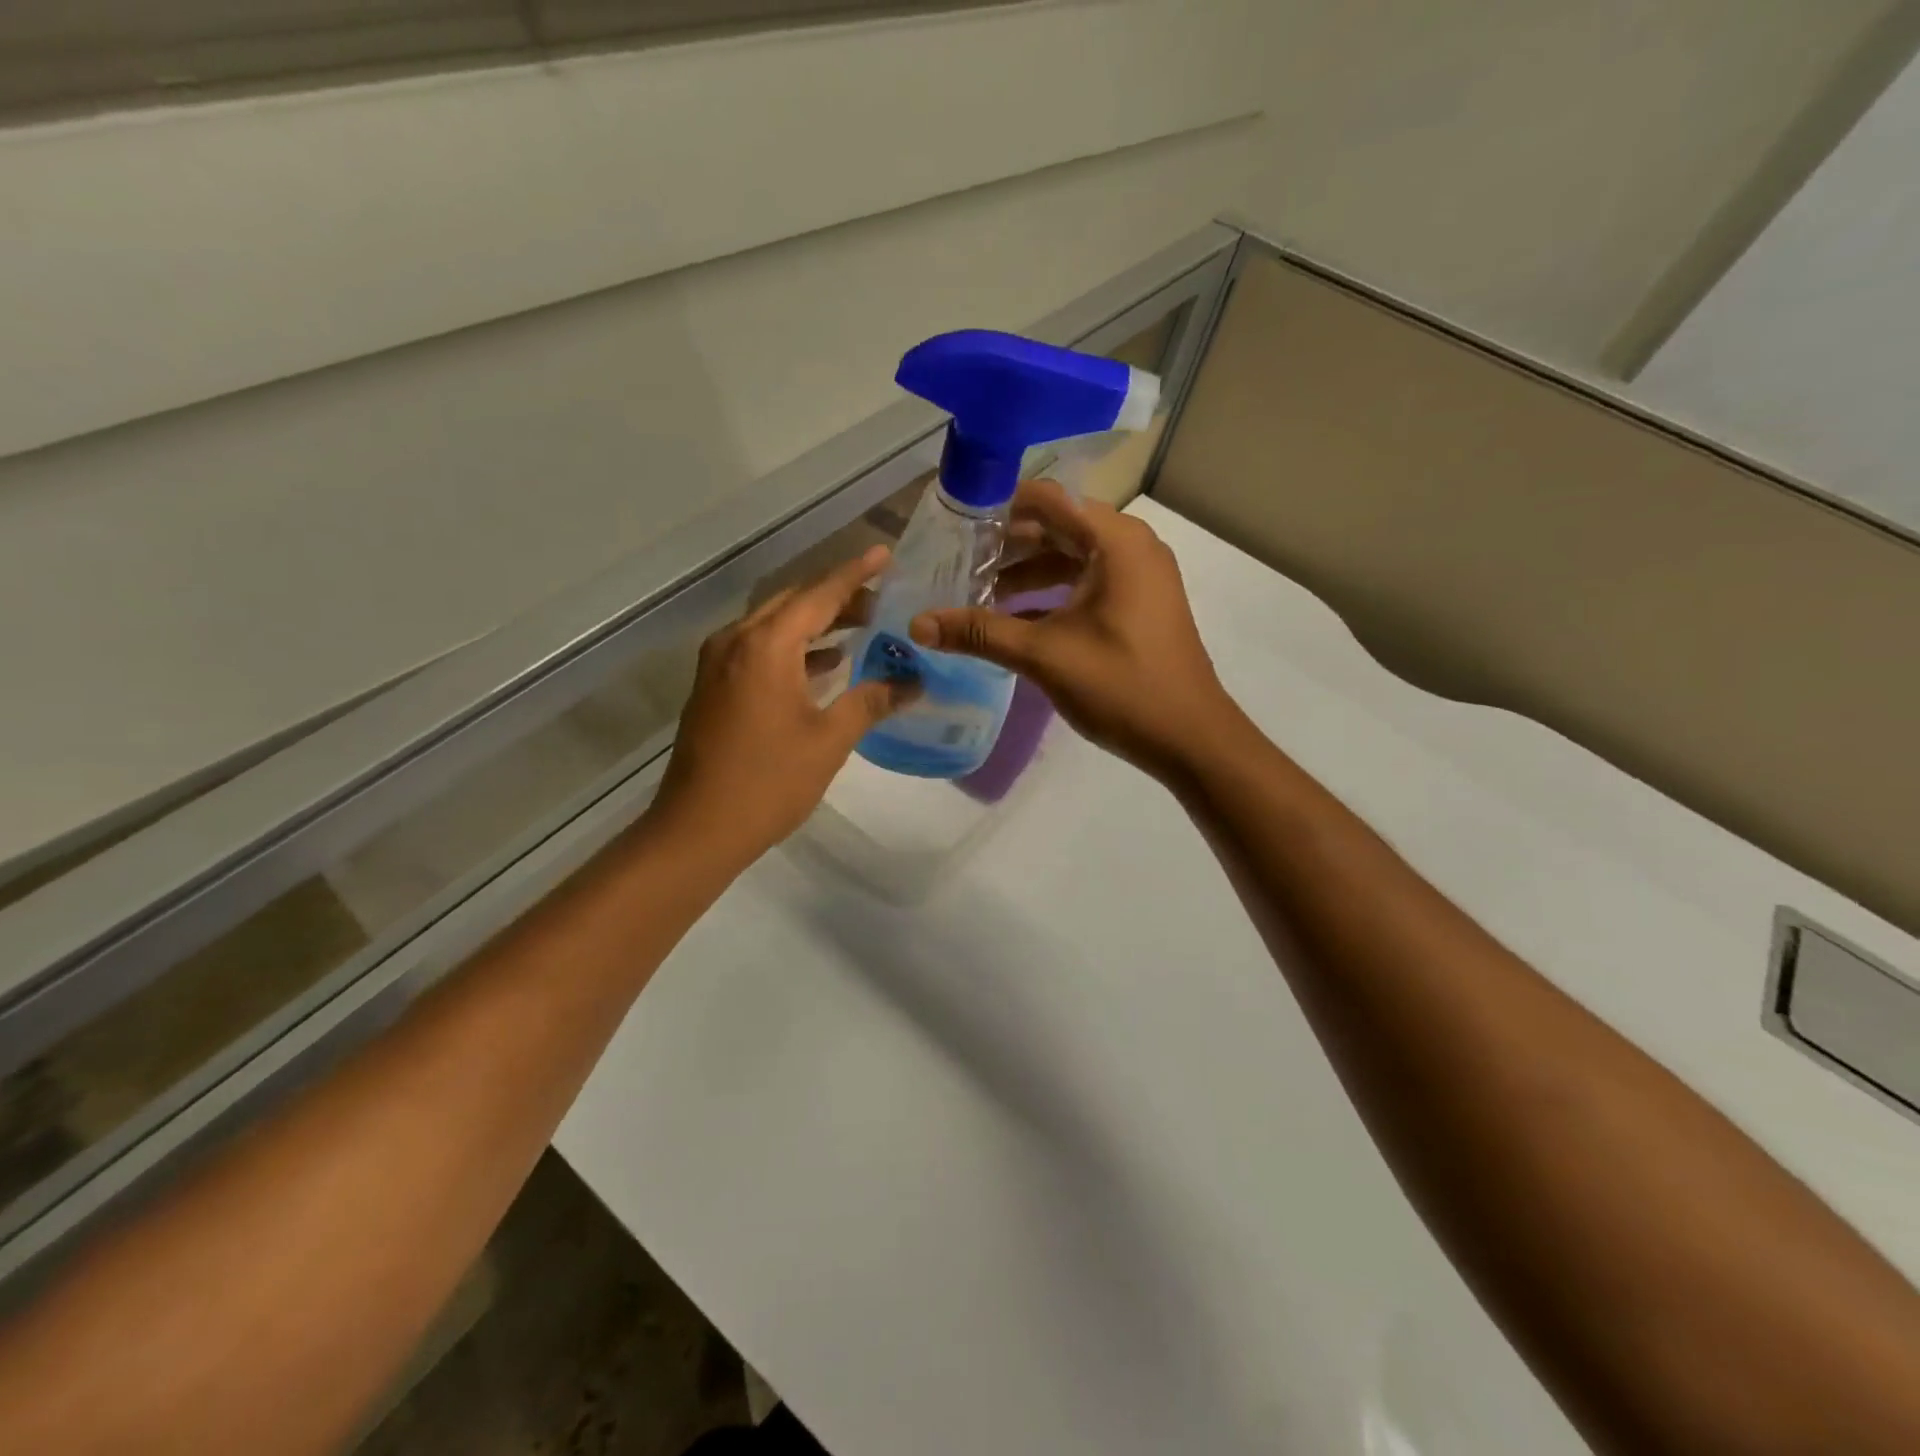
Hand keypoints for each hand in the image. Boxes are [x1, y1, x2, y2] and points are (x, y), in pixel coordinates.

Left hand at [650, 546, 914, 865]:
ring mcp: (719, 664)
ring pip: (774, 626)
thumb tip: (912, 682)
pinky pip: (759, 650)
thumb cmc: (769, 781)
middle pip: (793, 603)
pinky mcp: (713, 687)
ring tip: (860, 627)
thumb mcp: (829, 740)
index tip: (883, 554)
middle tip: (881, 600)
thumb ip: (871, 701)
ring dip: (815, 623)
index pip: (819, 595)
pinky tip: (823, 664)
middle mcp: (737, 642)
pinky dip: (793, 648)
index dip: (855, 574)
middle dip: (837, 598)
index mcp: (766, 646)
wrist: (699, 828)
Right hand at [909, 480, 1237, 780]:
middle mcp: (1130, 547)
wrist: (1191, 738)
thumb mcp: (1044, 655)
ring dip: (1026, 574)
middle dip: (1007, 546)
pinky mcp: (1138, 606)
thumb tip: (918, 624)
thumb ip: (980, 633)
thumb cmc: (1122, 686)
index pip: (1046, 500)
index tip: (954, 526)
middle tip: (956, 563)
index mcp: (1115, 541)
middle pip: (1057, 528)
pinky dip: (1050, 596)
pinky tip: (1011, 620)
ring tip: (976, 594)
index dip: (997, 509)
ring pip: (1070, 559)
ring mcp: (1138, 577)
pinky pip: (1085, 585)